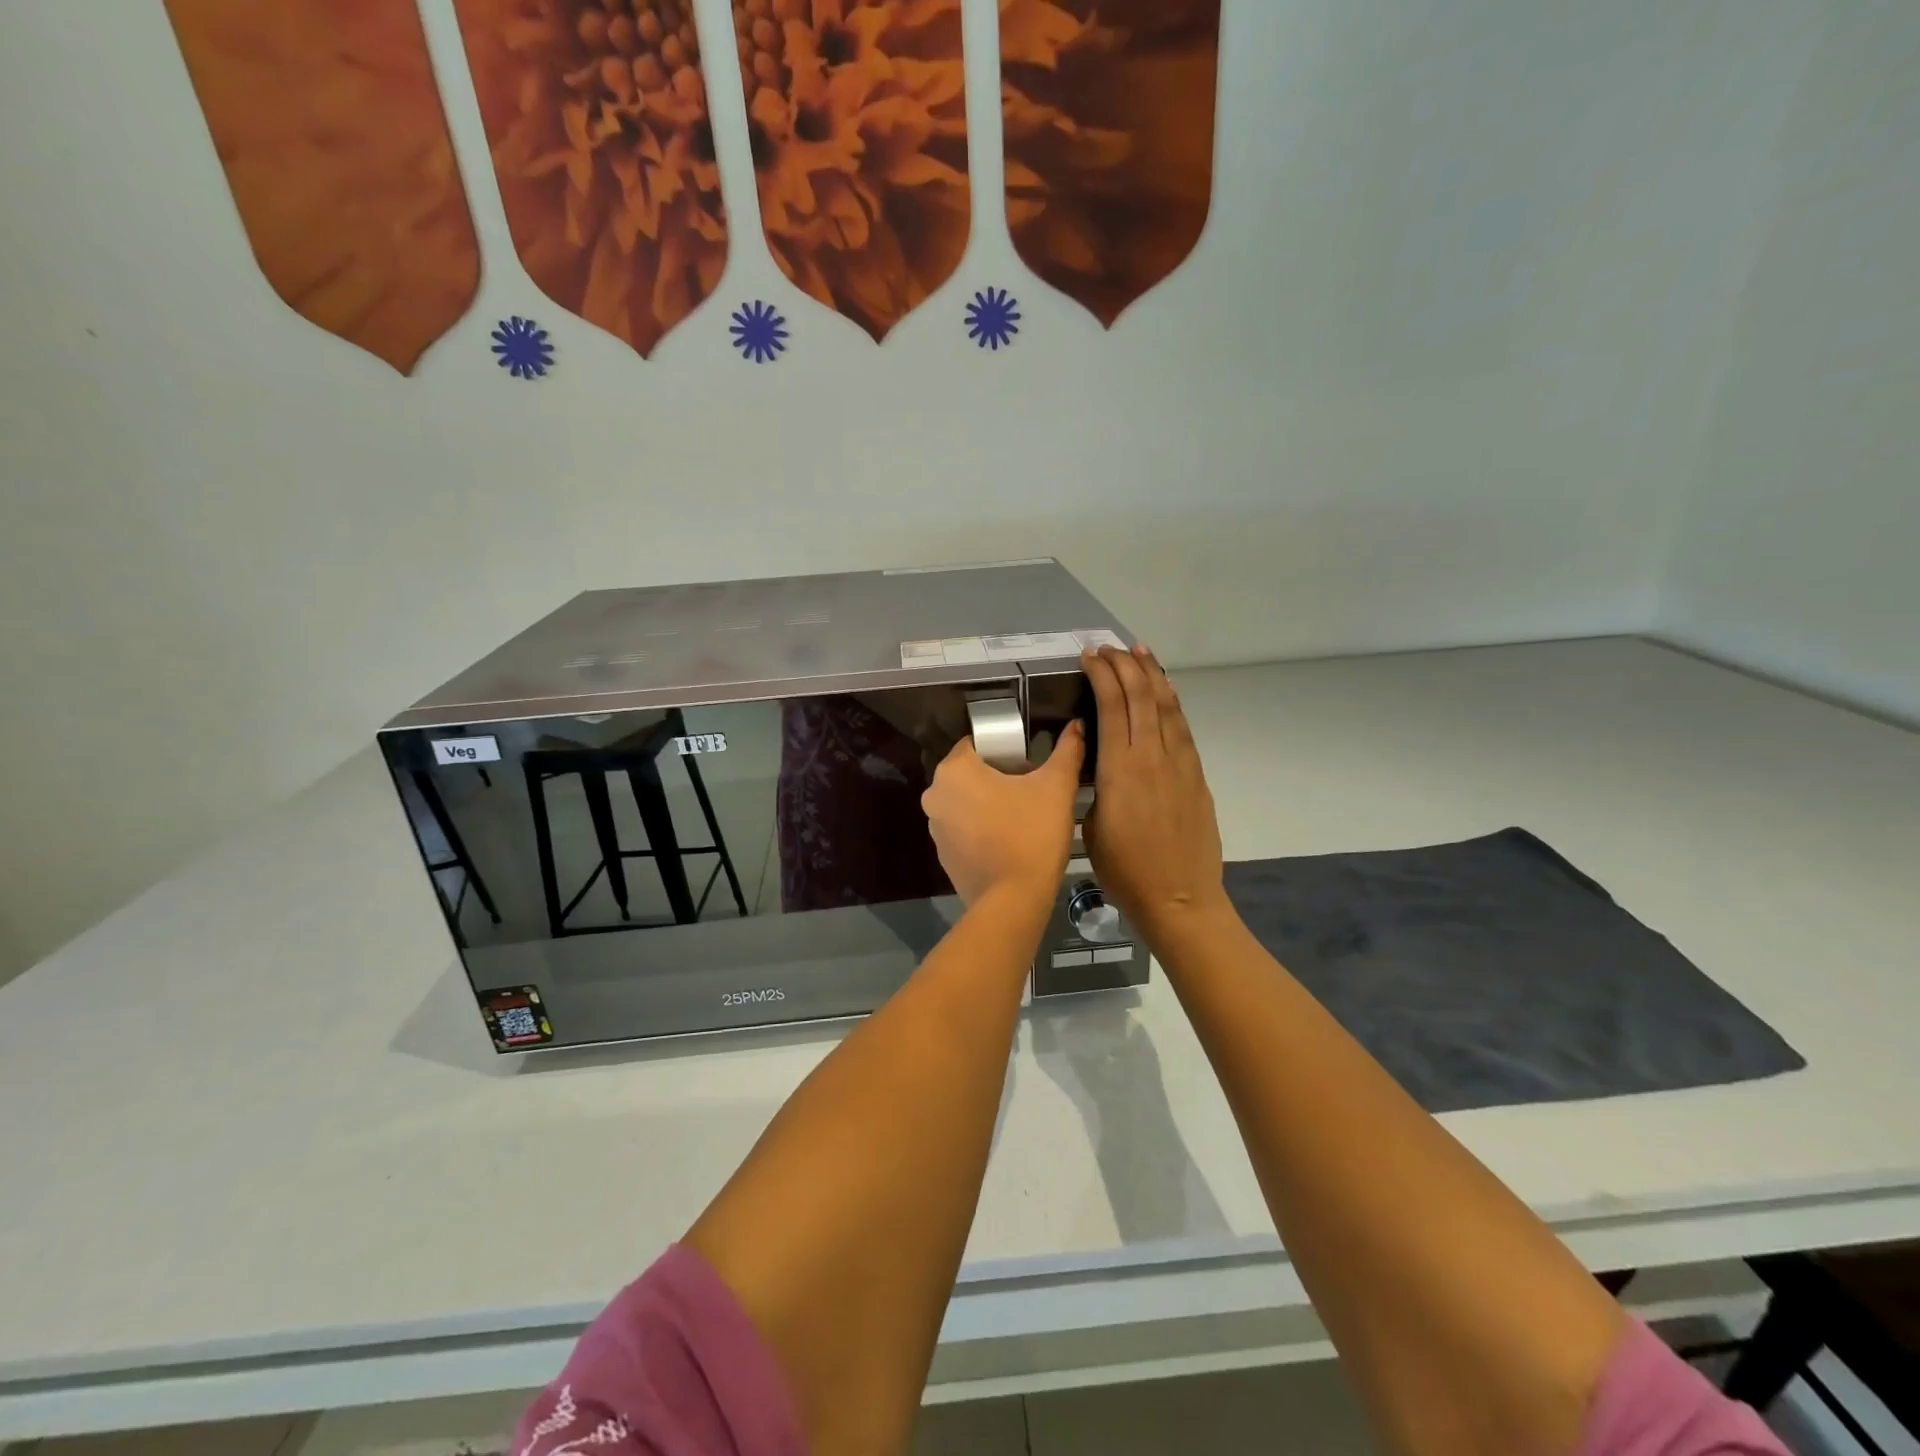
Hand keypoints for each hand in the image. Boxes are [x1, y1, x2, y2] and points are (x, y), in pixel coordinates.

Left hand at [922, 721, 1084, 906]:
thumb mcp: (1057, 787)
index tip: (1026, 762)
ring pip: (964, 802)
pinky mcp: (943, 855)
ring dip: (986, 804)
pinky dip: (980, 830)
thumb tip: (1077, 725)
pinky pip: (962, 830)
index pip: (975, 744)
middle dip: (994, 777)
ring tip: (1021, 816)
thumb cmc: (1032, 833)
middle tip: (1029, 789)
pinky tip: (1007, 840)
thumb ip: (1067, 751)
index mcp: (955, 770)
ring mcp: (934, 828)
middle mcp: (935, 794)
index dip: (1002, 749)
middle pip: (968, 773)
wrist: (1014, 900)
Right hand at [1081, 645, 1228, 939]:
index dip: (1101, 674)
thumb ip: (1096, 784)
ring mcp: (1180, 763)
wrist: (1180, 898)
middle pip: (1142, 695)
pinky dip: (1170, 702)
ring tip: (1140, 653)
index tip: (1089, 656)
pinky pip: (1181, 727)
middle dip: (1125, 665)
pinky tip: (1164, 694)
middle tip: (1109, 648)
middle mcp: (1152, 755)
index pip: (1111, 705)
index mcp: (1120, 768)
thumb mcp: (1091, 826)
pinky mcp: (1196, 775)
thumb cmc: (1125, 870)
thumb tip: (1100, 760)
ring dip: (1152, 675)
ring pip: (1167, 705)